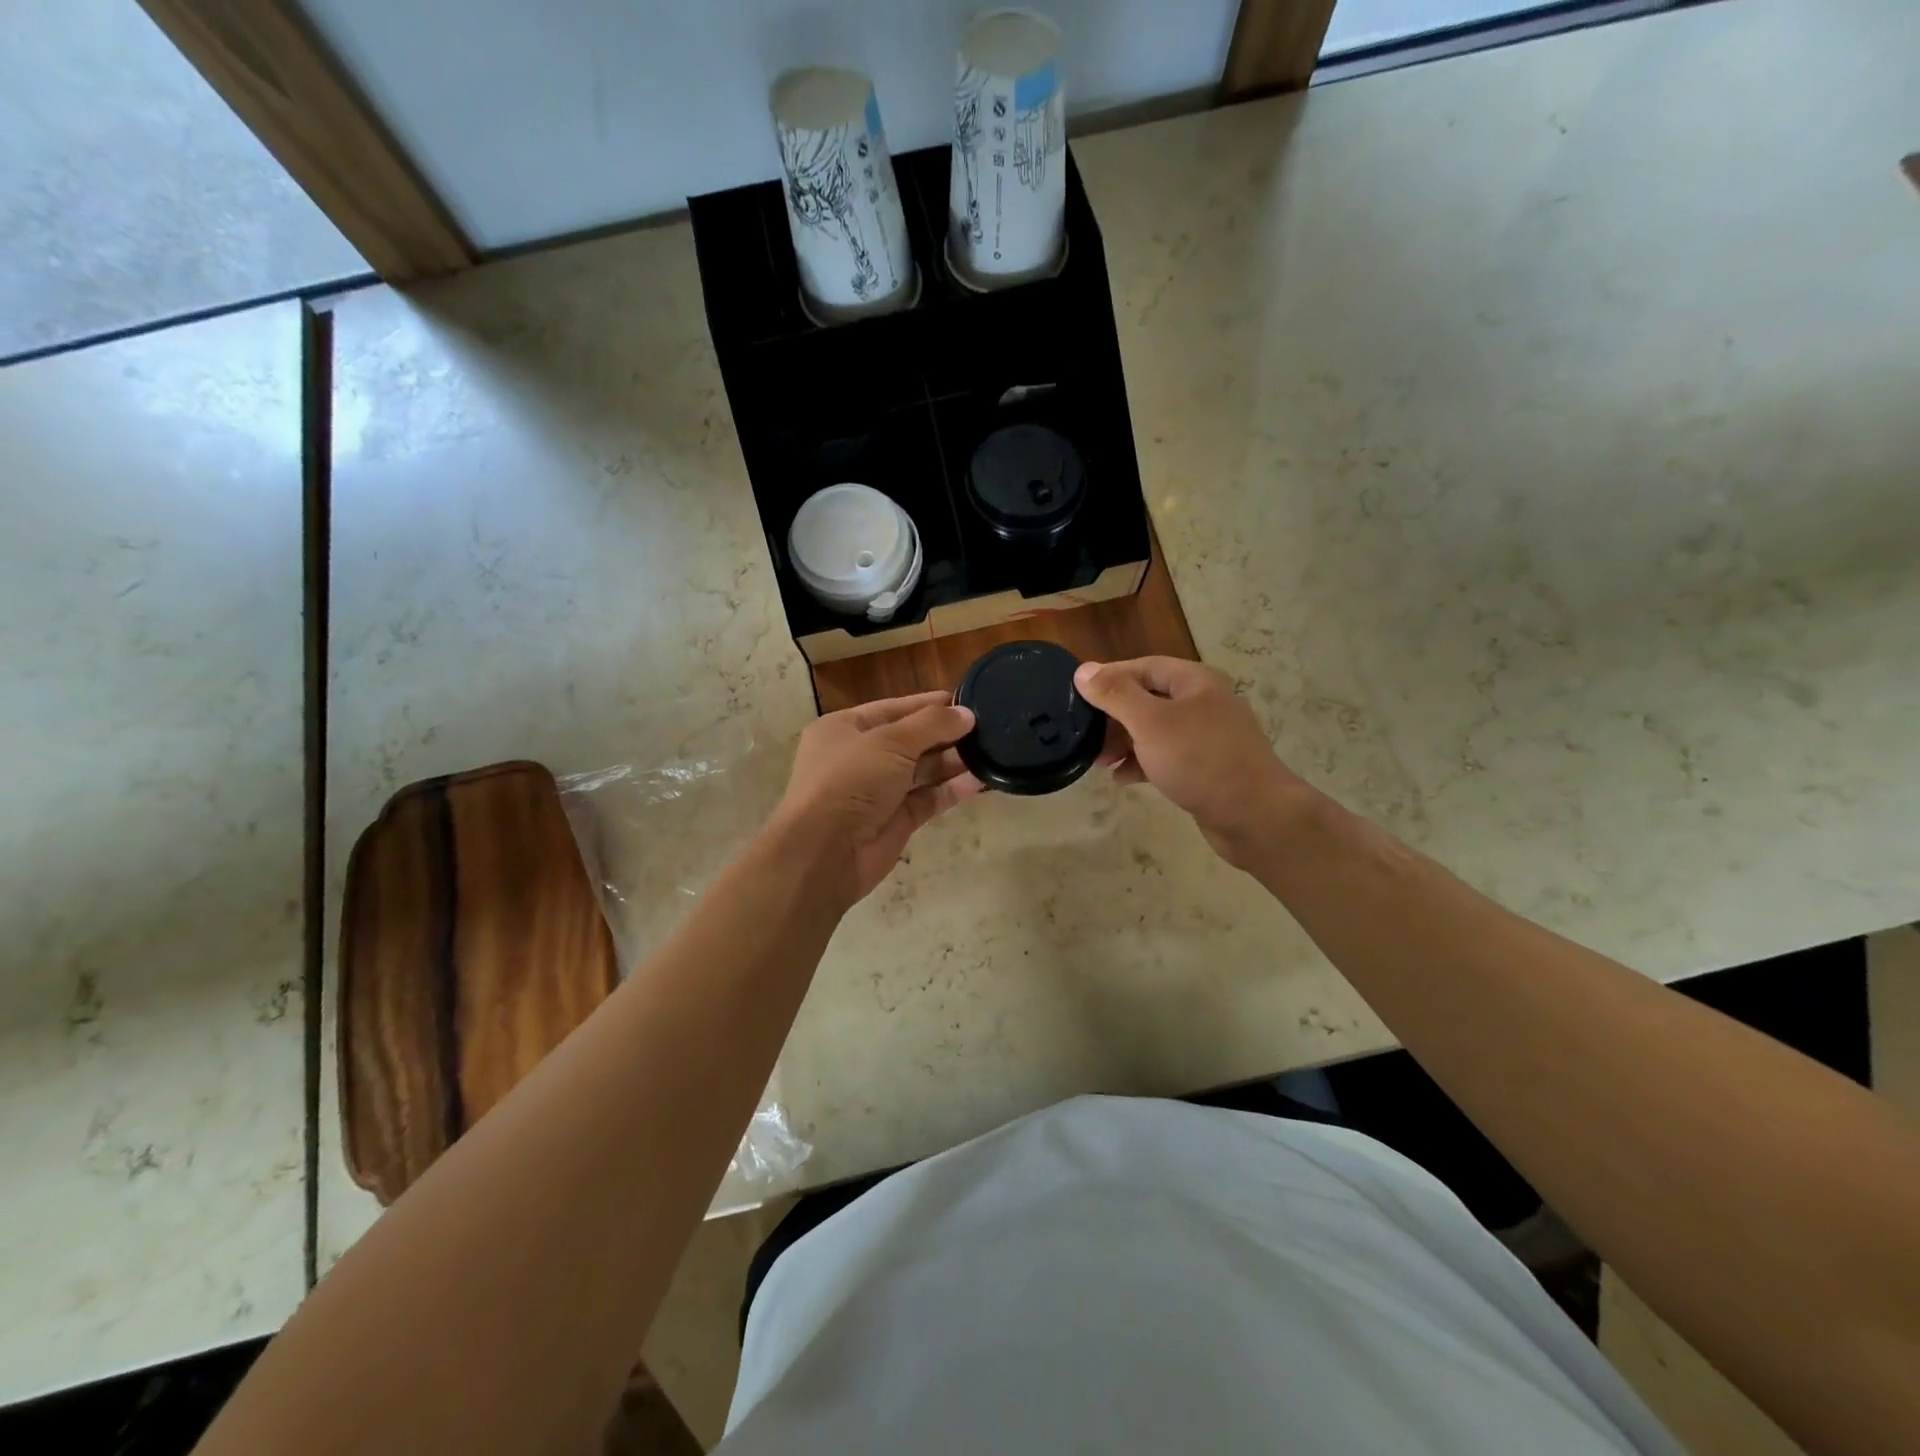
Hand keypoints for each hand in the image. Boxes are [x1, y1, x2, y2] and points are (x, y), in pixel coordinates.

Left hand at [771, 690, 982, 905]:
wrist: (825, 852)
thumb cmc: (850, 780)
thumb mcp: (890, 741)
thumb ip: (932, 725)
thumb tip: (966, 713)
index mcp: (845, 729)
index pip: (893, 708)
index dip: (928, 705)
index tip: (966, 701)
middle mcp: (860, 757)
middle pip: (910, 740)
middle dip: (946, 734)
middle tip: (987, 728)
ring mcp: (878, 791)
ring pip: (922, 771)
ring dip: (953, 762)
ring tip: (990, 752)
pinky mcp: (896, 820)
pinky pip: (929, 799)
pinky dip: (952, 790)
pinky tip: (980, 781)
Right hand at [1075, 657, 1308, 868]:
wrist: (1255, 816)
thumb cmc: (1200, 760)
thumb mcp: (1150, 723)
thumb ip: (1115, 695)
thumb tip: (1084, 671)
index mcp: (1195, 682)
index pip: (1143, 667)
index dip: (1109, 678)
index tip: (1077, 695)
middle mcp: (1204, 703)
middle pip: (1148, 699)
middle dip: (1114, 717)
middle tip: (1085, 735)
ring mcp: (1208, 738)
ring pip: (1155, 731)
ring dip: (1124, 743)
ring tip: (1098, 762)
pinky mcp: (1207, 768)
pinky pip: (1167, 757)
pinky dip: (1143, 763)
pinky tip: (1123, 779)